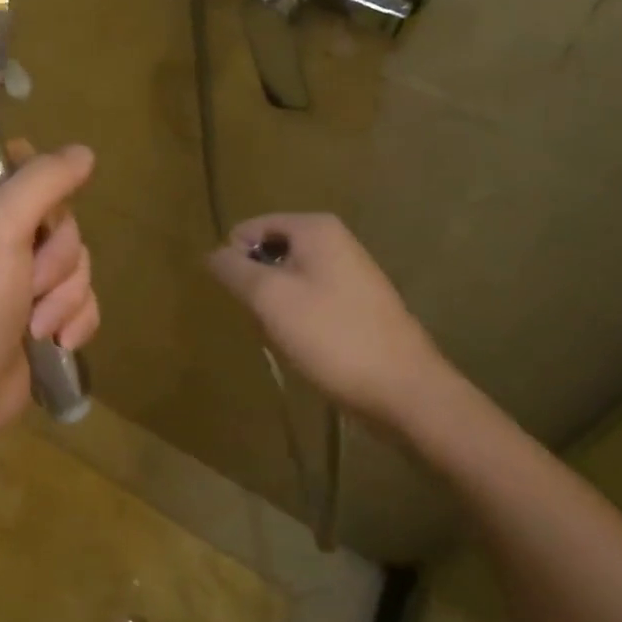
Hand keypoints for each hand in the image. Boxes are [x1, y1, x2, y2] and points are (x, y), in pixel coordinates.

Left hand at [0, 142, 98, 444]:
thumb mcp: (1, 226)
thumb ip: (43, 181)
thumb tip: (84, 152)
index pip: (19, 162)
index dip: (42, 184)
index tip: (41, 212)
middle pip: (59, 214)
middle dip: (57, 256)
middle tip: (31, 280)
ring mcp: (17, 273)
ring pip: (75, 258)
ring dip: (64, 294)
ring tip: (38, 324)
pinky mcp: (40, 309)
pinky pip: (80, 295)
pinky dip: (73, 318)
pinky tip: (56, 341)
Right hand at [207, 213, 448, 430]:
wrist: (408, 393)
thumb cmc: (332, 336)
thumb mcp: (269, 298)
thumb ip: (233, 268)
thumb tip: (213, 253)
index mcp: (315, 228)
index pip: (249, 229)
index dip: (236, 261)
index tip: (244, 299)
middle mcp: (335, 241)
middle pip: (269, 254)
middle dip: (258, 287)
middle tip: (265, 321)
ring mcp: (351, 274)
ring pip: (288, 282)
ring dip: (276, 309)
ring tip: (287, 339)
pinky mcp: (360, 307)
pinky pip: (311, 302)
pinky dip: (300, 323)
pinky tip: (307, 350)